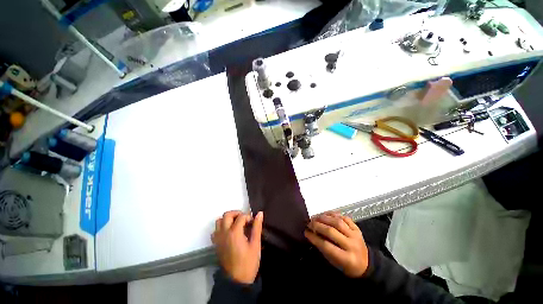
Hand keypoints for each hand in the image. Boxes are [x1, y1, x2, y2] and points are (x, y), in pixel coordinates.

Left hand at [211, 210, 263, 283]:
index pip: (241, 216)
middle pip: (227, 215)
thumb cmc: (248, 262)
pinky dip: (221, 227)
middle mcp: (224, 233)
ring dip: (228, 219)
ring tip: (236, 224)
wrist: (236, 281)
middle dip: (237, 213)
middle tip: (244, 219)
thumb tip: (260, 213)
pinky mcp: (216, 244)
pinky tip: (229, 232)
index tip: (253, 222)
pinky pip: (215, 231)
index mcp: (234, 232)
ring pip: (219, 221)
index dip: (249, 217)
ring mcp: (218, 239)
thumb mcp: (255, 244)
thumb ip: (257, 227)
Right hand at [305, 212, 368, 277]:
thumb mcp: (334, 262)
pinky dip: (334, 214)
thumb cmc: (347, 265)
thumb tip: (311, 233)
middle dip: (317, 225)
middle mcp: (352, 245)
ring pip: (338, 222)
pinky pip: (345, 218)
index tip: (306, 232)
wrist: (366, 264)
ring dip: (324, 218)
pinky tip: (326, 214)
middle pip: (331, 231)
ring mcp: (355, 235)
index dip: (314, 238)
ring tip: (316, 217)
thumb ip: (323, 248)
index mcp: (346, 259)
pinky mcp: (357, 228)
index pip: (327, 246)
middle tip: (309, 223)